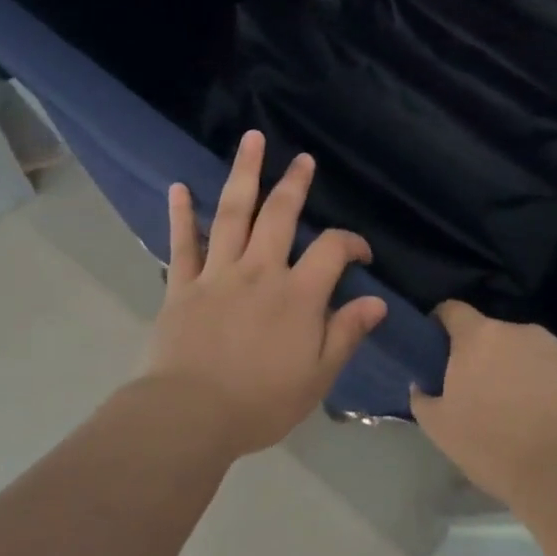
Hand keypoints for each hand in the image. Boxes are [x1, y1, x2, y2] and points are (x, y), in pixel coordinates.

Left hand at [139, 131, 388, 460]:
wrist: (191, 415)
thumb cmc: (260, 403)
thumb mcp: (318, 377)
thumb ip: (345, 334)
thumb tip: (376, 302)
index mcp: (298, 295)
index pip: (332, 251)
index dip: (352, 243)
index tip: (361, 253)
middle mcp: (259, 272)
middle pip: (280, 215)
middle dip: (294, 184)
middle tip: (303, 158)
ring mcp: (217, 274)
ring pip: (233, 214)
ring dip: (244, 174)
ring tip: (252, 140)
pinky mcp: (182, 286)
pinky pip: (183, 243)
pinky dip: (182, 214)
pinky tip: (180, 187)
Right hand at [409, 302, 556, 505]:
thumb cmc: (494, 447)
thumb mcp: (440, 428)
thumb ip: (423, 397)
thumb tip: (423, 384)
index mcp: (480, 337)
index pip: (452, 310)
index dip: (442, 325)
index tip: (440, 350)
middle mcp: (521, 331)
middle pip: (494, 335)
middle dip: (485, 358)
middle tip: (482, 396)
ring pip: (529, 353)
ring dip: (520, 373)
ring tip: (522, 414)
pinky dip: (552, 389)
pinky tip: (553, 424)